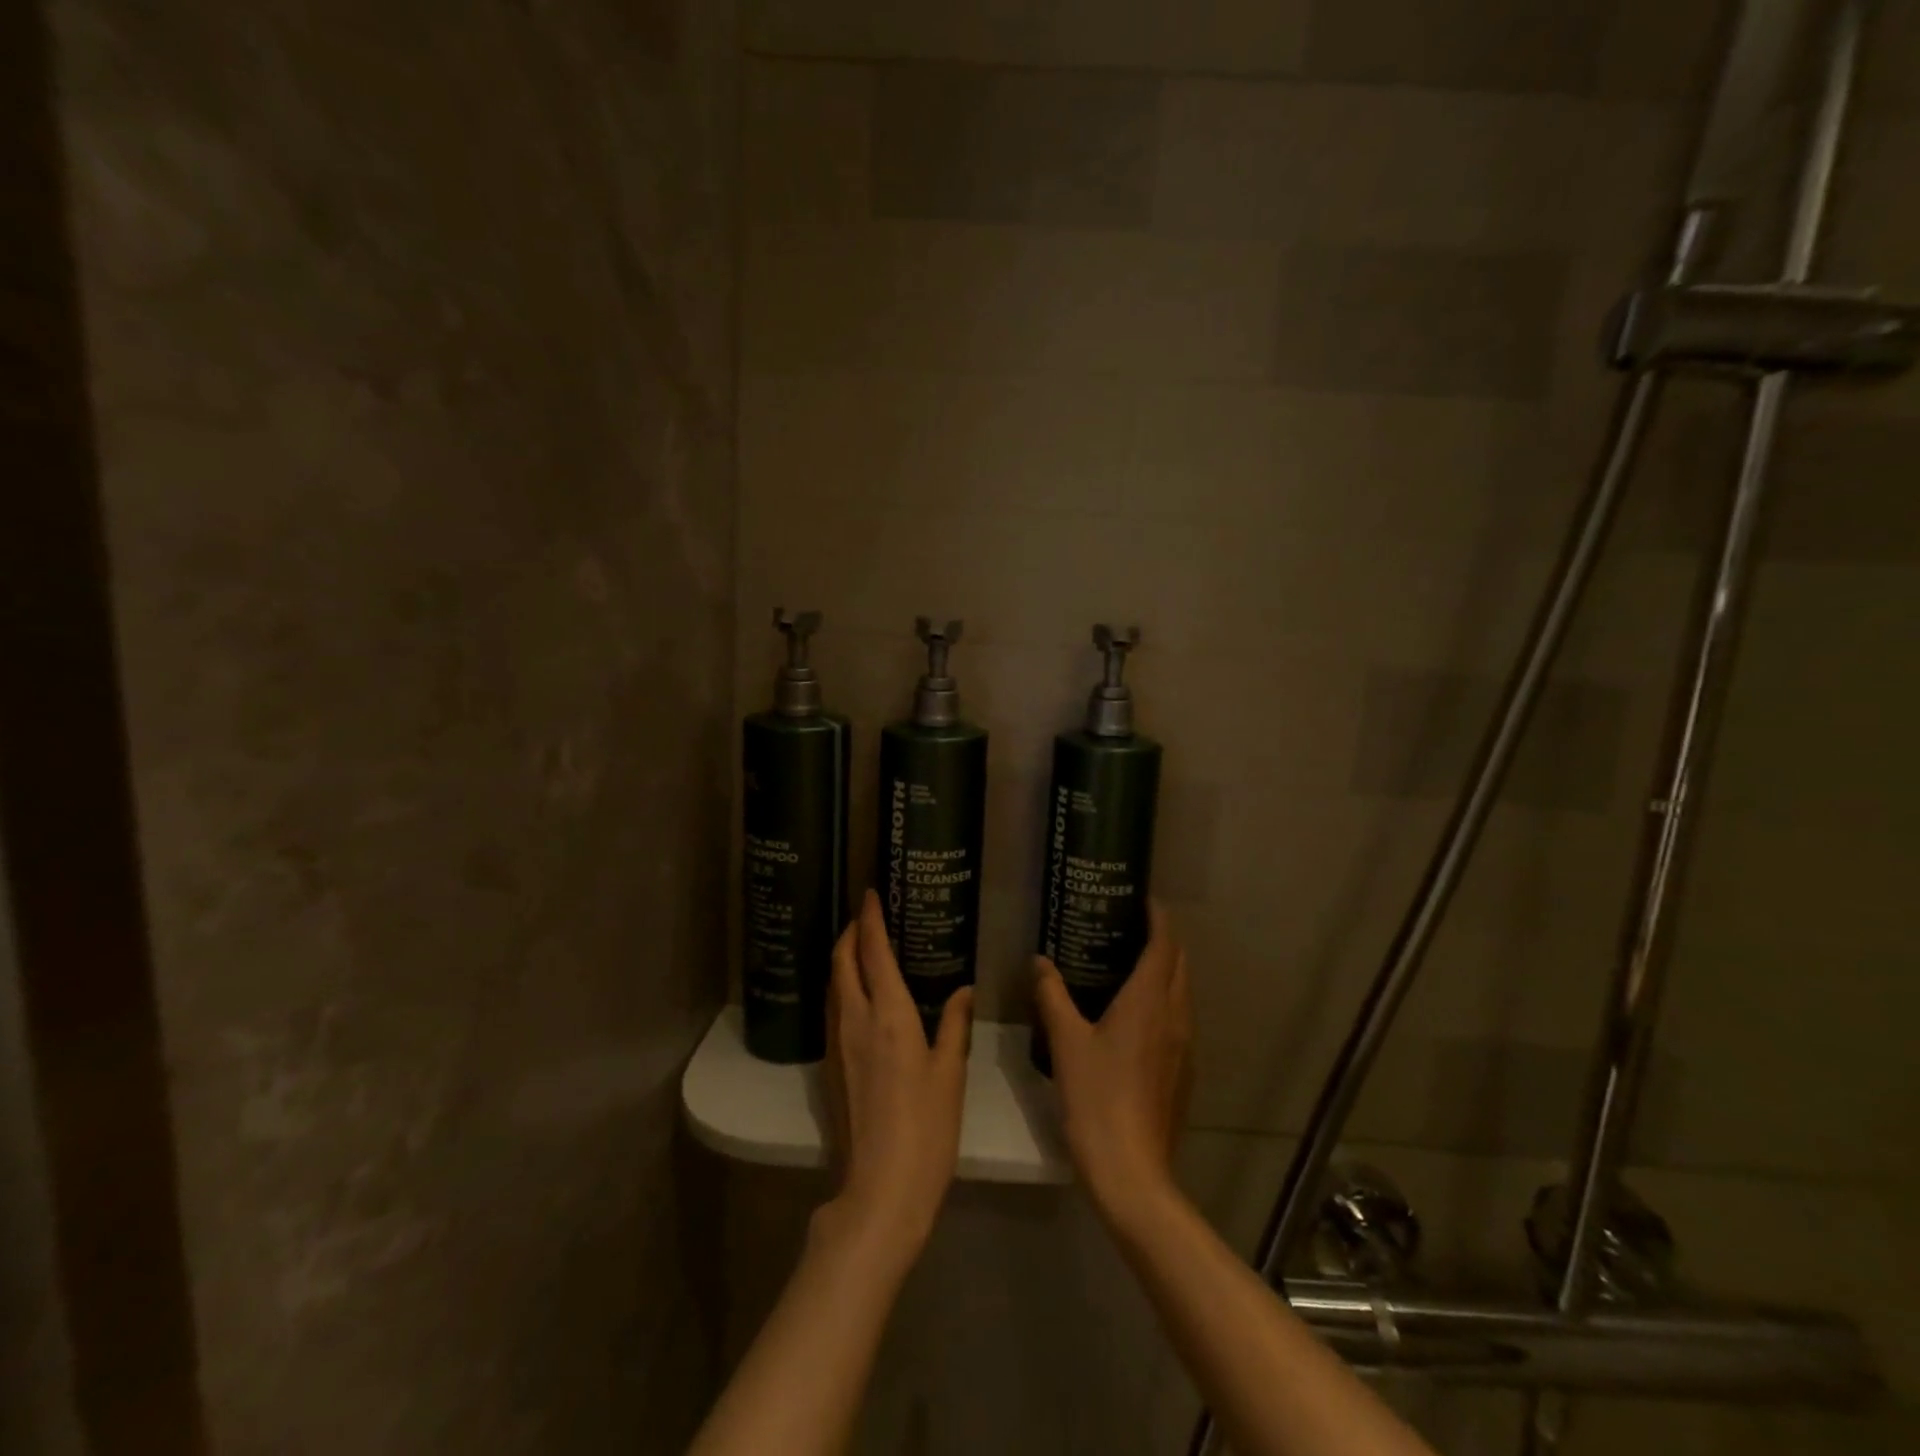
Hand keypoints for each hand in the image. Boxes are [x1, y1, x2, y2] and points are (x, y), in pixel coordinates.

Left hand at [819, 890, 973, 1266]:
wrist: (881, 1188)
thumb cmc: (926, 1127)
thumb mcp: (950, 1073)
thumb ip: (955, 1025)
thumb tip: (964, 990)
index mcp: (888, 1015)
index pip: (872, 952)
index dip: (869, 919)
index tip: (870, 893)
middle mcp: (856, 1020)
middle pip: (842, 962)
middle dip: (849, 932)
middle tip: (864, 915)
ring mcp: (838, 1044)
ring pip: (834, 985)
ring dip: (842, 958)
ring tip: (860, 947)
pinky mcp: (832, 1066)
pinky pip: (834, 1009)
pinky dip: (842, 986)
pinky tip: (858, 995)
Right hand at [1033, 901, 1192, 1227]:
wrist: (1132, 1170)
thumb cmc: (1097, 1097)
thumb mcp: (1066, 1041)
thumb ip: (1052, 995)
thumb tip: (1039, 962)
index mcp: (1150, 1000)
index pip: (1164, 944)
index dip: (1158, 917)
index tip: (1142, 899)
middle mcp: (1175, 1016)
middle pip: (1179, 964)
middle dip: (1163, 940)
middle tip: (1128, 927)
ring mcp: (1184, 1046)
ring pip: (1182, 992)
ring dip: (1165, 970)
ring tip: (1129, 963)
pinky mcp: (1183, 1071)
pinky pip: (1178, 1019)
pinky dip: (1164, 1000)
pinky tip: (1134, 1015)